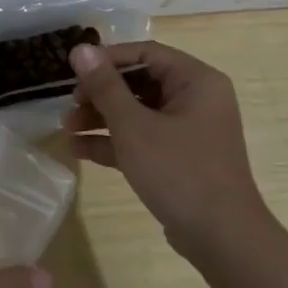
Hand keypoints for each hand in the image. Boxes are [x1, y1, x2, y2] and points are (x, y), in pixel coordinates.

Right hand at [66, 41, 270, 264]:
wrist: (221, 239)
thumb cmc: (179, 171)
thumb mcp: (134, 126)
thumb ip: (105, 86)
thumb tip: (80, 49)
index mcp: (196, 81)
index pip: (146, 53)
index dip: (107, 59)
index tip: (72, 71)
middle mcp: (195, 100)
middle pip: (139, 82)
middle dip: (99, 94)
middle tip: (69, 105)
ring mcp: (188, 131)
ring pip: (137, 112)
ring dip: (101, 118)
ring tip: (66, 128)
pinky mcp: (178, 158)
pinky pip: (142, 139)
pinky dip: (113, 142)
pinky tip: (78, 149)